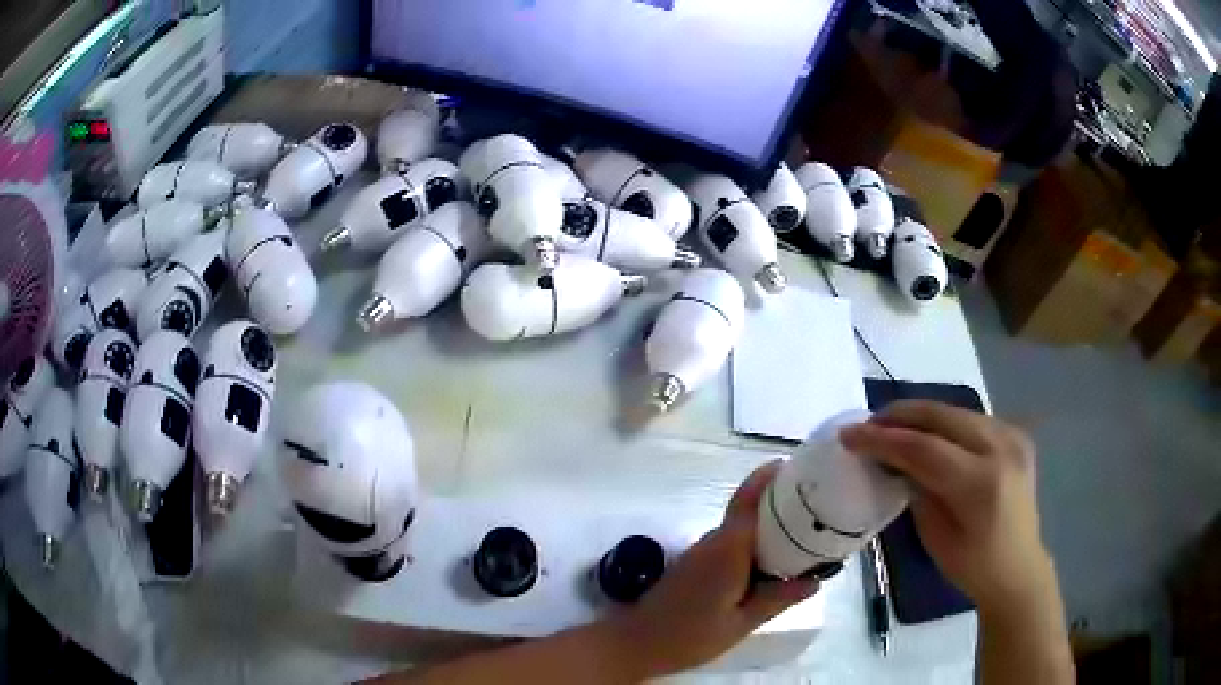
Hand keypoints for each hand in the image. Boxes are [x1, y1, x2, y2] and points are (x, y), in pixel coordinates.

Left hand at [609, 462, 818, 677]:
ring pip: (743, 525)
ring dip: (771, 523)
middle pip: (751, 507)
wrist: (635, 644)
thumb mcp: (741, 623)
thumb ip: (778, 598)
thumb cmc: (689, 636)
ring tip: (808, 533)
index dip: (775, 477)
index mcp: (729, 548)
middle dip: (783, 500)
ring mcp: (703, 550)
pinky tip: (775, 561)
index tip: (804, 467)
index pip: (752, 498)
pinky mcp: (697, 563)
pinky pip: (733, 541)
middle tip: (821, 505)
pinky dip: (757, 542)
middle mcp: (714, 539)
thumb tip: (816, 580)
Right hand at [840, 401, 1054, 612]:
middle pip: (941, 416)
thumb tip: (896, 461)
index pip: (924, 448)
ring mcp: (1013, 437)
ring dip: (920, 416)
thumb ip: (917, 491)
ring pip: (956, 411)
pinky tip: (928, 433)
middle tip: (867, 425)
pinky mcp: (1016, 435)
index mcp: (981, 484)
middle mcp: (1001, 449)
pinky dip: (944, 422)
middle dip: (899, 416)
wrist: (1018, 568)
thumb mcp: (935, 537)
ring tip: (891, 426)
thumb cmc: (973, 566)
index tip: (849, 434)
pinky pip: (971, 419)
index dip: (883, 439)